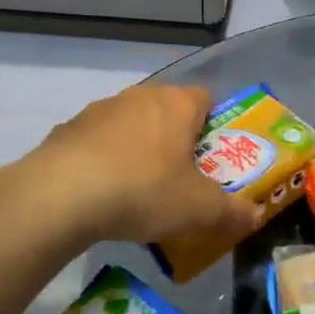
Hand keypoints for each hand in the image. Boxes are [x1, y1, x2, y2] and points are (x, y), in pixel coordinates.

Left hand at [0, 84, 261, 247]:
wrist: (60, 195)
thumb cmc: (143, 190)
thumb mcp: (199, 210)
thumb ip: (232, 212)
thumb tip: (255, 217)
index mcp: (176, 104)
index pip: (206, 99)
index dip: (214, 128)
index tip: (212, 161)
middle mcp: (140, 97)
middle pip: (168, 113)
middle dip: (176, 143)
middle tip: (181, 181)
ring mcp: (99, 110)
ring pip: (131, 127)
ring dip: (138, 151)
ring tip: (139, 194)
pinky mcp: (67, 130)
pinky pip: (97, 144)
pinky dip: (104, 163)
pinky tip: (101, 196)